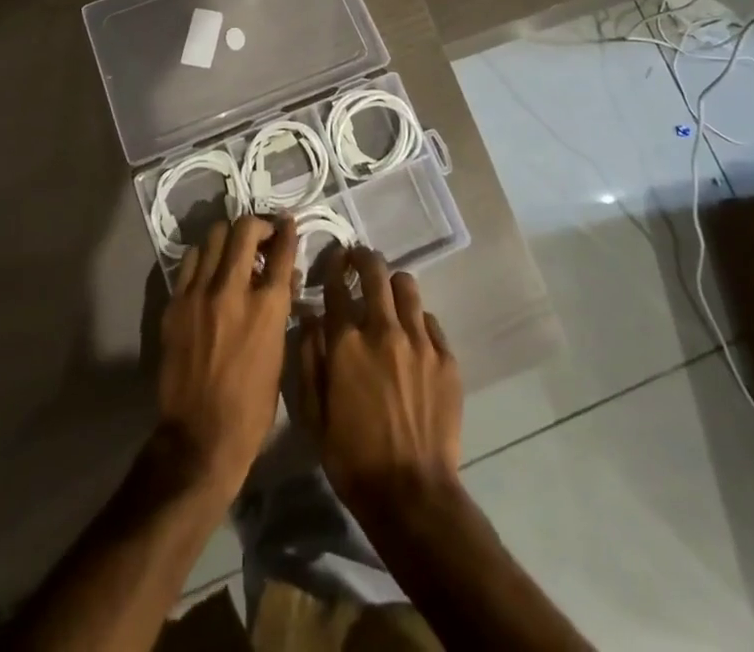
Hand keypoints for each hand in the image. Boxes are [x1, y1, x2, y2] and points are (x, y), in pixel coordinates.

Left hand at [157, 214, 298, 496]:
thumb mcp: (279, 353)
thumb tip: (282, 278)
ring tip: (232, 251)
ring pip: (213, 237)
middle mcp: (233, 290)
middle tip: (261, 236)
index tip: (287, 222)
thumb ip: (279, 308)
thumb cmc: (252, 405)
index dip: (287, 230)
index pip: (282, 249)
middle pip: (244, 230)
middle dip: (257, 225)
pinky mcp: (175, 304)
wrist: (200, 437)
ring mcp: (200, 294)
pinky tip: (208, 271)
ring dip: (228, 239)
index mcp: (268, 306)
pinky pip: (190, 261)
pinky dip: (203, 258)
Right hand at [295, 245, 462, 520]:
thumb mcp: (313, 414)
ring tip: (387, 296)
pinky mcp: (446, 357)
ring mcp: (419, 341)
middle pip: (375, 271)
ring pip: (406, 286)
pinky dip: (416, 319)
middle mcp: (383, 330)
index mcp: (346, 342)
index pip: (337, 284)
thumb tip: (310, 319)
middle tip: (359, 262)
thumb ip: (308, 359)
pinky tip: (411, 336)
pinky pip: (429, 319)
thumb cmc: (352, 458)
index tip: (333, 260)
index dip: (333, 265)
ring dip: (392, 284)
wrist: (411, 495)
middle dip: (364, 259)